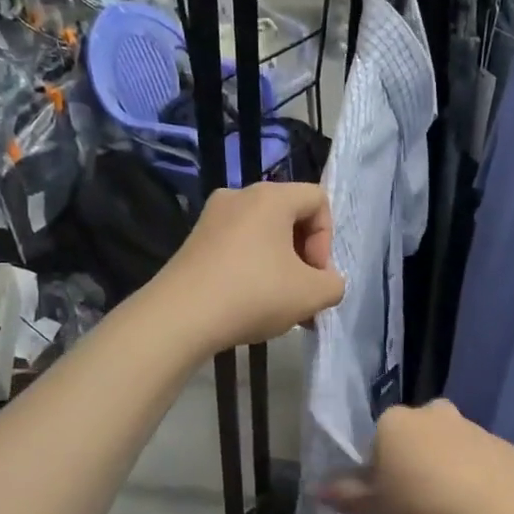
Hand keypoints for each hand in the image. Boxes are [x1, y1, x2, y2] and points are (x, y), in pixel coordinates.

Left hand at [156, 182, 343, 353]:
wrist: (179, 317)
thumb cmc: (254, 294)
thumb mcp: (311, 295)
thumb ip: (333, 284)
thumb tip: (325, 282)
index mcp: (271, 196)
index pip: (318, 199)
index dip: (327, 238)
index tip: (315, 274)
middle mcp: (239, 196)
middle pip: (289, 217)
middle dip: (303, 256)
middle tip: (302, 293)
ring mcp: (211, 218)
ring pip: (262, 235)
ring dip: (280, 267)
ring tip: (279, 305)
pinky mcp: (193, 242)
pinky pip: (237, 247)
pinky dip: (252, 270)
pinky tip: (249, 304)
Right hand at [318, 400, 513, 513]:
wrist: (497, 512)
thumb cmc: (421, 508)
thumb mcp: (373, 512)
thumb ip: (345, 497)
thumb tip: (317, 488)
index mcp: (394, 422)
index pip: (376, 444)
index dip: (378, 476)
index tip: (386, 506)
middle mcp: (431, 413)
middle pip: (413, 443)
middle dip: (413, 471)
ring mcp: (470, 426)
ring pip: (447, 451)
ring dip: (444, 476)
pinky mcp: (502, 445)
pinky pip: (479, 464)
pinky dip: (475, 482)